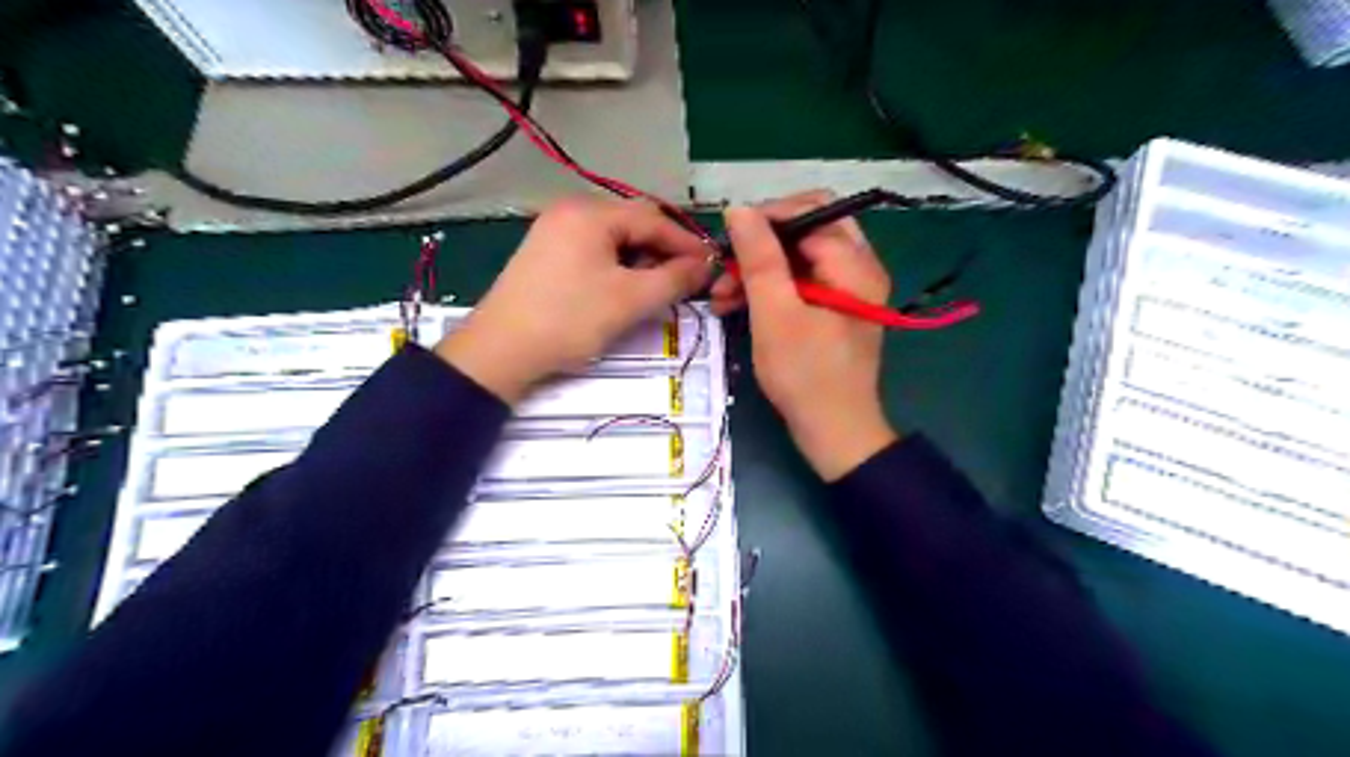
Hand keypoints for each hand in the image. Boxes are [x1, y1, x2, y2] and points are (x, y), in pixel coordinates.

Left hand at [442, 197, 717, 405]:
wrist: (500, 351)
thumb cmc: (569, 320)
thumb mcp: (630, 300)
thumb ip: (674, 278)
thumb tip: (705, 265)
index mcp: (590, 213)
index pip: (653, 218)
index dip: (686, 242)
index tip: (711, 265)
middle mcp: (570, 211)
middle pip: (632, 223)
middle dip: (663, 249)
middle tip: (685, 279)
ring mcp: (553, 231)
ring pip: (613, 238)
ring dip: (641, 259)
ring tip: (657, 287)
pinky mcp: (545, 254)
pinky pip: (593, 251)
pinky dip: (617, 265)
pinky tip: (624, 288)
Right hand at [717, 192, 893, 482]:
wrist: (833, 432)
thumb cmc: (805, 374)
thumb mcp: (775, 313)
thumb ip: (759, 258)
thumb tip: (740, 210)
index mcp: (854, 264)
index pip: (811, 211)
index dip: (767, 218)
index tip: (728, 240)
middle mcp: (857, 268)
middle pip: (805, 231)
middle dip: (759, 246)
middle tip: (724, 266)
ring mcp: (846, 290)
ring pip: (797, 258)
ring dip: (758, 270)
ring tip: (720, 295)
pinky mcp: (833, 310)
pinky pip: (799, 283)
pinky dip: (769, 289)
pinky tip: (736, 306)